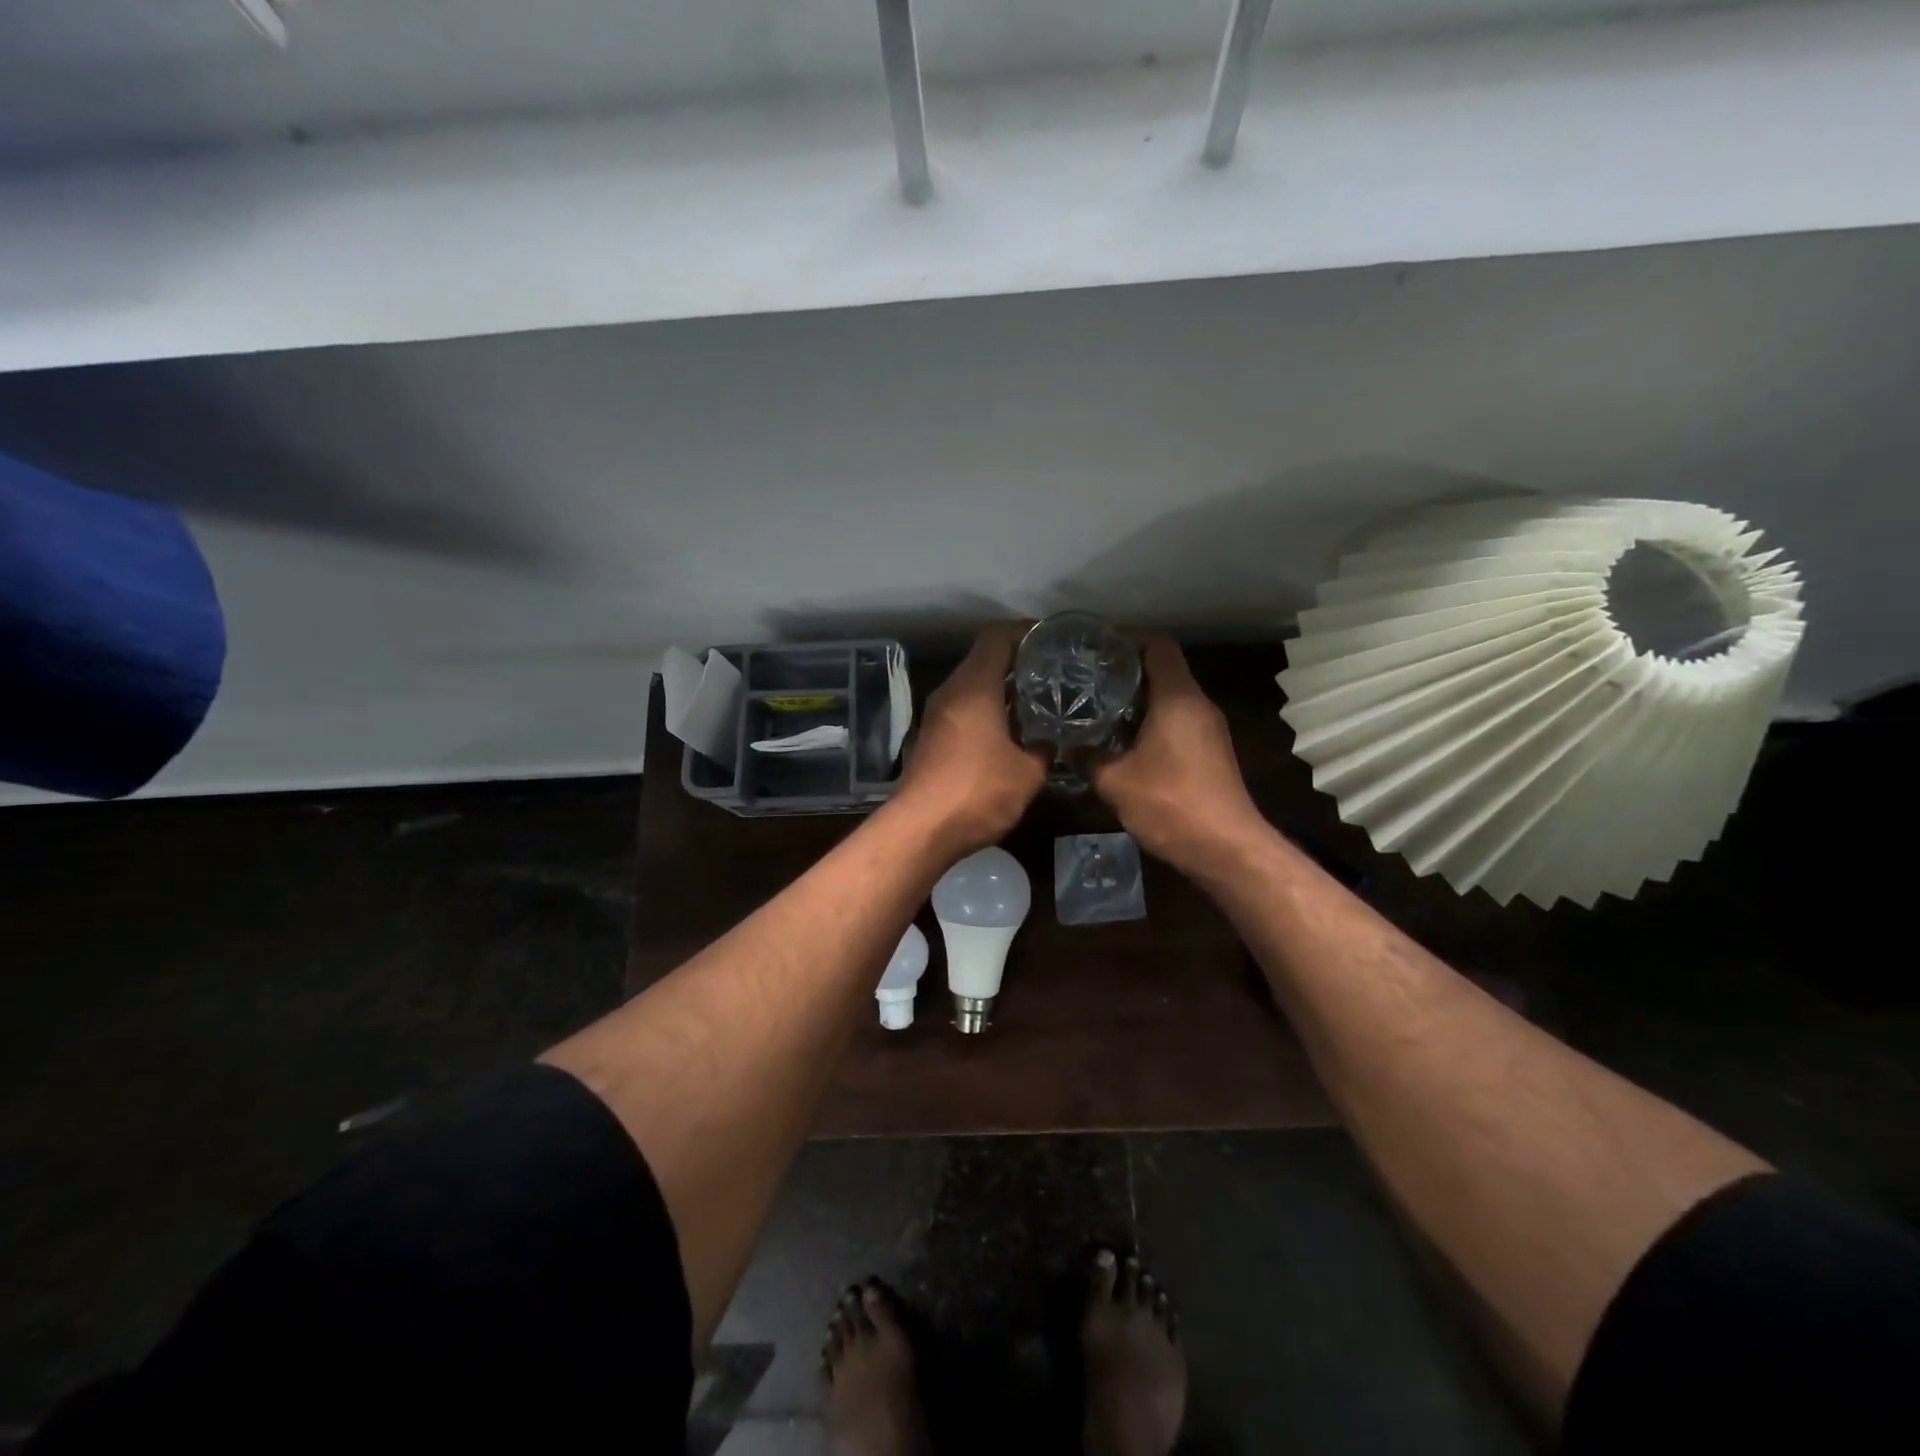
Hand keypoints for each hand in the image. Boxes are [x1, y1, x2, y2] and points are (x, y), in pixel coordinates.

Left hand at [894, 624, 1048, 855]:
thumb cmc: (978, 792)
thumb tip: (1054, 738)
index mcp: (974, 686)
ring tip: (1038, 701)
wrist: (921, 830)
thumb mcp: (1028, 772)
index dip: (1025, 633)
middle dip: (1019, 663)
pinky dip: (987, 711)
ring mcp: (937, 716)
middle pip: (984, 660)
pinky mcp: (932, 738)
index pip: (997, 638)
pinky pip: (964, 710)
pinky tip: (1011, 731)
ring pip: (973, 687)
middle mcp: (951, 692)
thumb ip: (1045, 747)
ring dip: (1002, 690)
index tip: (1052, 640)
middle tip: (1054, 673)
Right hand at [1089, 635, 1265, 875]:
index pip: (1158, 646)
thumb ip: (1087, 756)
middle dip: (1124, 669)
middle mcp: (1198, 705)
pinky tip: (1120, 739)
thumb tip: (1065, 743)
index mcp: (1178, 699)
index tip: (1094, 647)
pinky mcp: (1209, 751)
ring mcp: (1208, 729)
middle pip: (1162, 669)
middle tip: (1085, 677)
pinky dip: (1148, 720)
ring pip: (1169, 697)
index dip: (1127, 639)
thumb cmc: (1171, 805)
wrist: (1227, 849)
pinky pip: (1175, 719)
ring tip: (1096, 705)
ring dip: (1135, 698)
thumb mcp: (1115, 782)